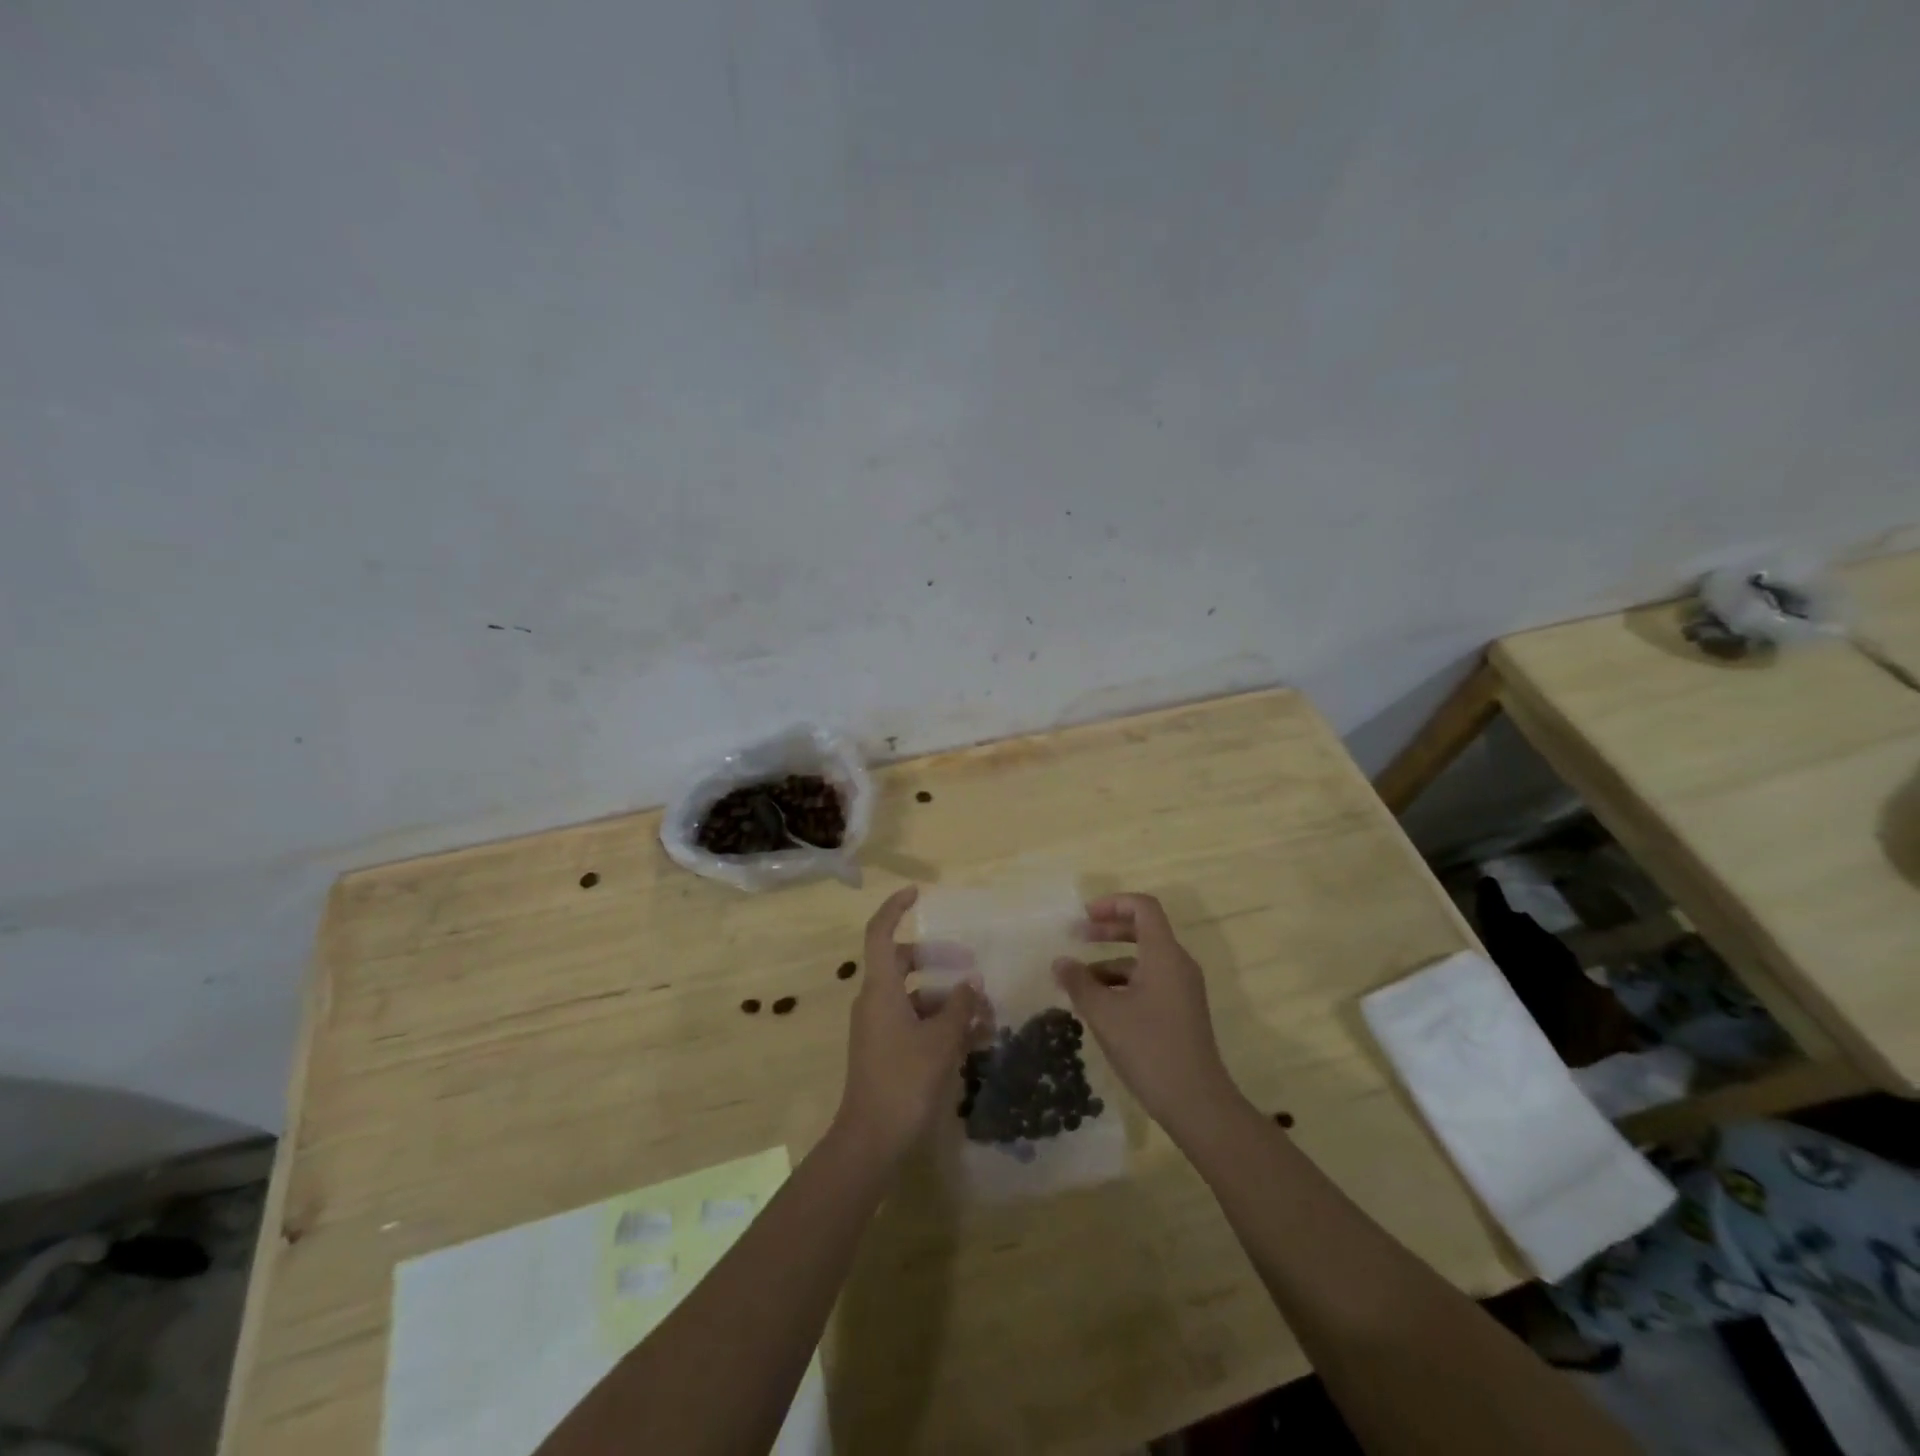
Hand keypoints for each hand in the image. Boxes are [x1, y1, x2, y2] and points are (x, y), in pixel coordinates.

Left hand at [833, 886, 984, 1163]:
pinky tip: (973, 1039)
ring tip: (984, 1012)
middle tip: (971, 963)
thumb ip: (959, 1006)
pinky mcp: (885, 1051)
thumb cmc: (904, 1080)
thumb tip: (971, 982)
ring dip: (946, 999)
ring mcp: (877, 1028)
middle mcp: (874, 1001)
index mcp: (880, 989)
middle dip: (938, 960)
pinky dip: (939, 1024)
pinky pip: (914, 1023)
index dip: (895, 909)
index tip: (917, 893)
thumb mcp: (940, 1040)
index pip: (880, 933)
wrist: (872, 1140)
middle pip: (902, 964)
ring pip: (914, 997)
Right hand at [1053, 893, 1242, 1141]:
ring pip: (1143, 960)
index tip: (1085, 915)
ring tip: (1078, 981)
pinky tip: (1099, 1005)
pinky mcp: (1181, 1011)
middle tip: (1076, 937)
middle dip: (1108, 930)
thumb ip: (1079, 983)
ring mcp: (1182, 989)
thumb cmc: (1149, 1049)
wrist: (1197, 1103)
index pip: (1143, 907)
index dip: (1113, 903)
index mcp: (1164, 954)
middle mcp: (1177, 964)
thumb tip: (1060, 962)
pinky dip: (1123, 983)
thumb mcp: (1105, 1014)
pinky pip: (1149, 982)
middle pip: (1143, 930)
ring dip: (1110, 962)